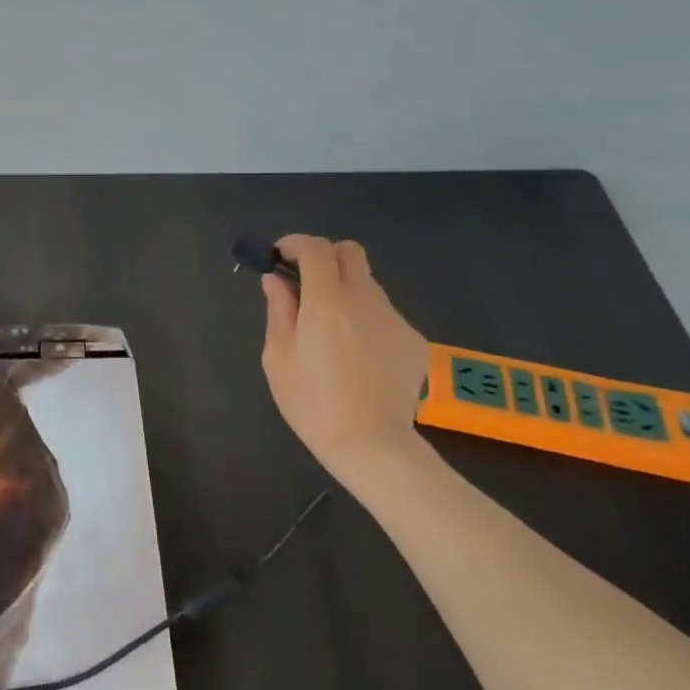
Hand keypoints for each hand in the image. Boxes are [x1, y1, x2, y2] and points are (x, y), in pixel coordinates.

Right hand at [260, 235, 433, 484]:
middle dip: (325, 257)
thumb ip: (279, 310)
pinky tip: (358, 356)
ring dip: (345, 292)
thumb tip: (276, 280)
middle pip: (350, 253)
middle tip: (307, 284)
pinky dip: (366, 320)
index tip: (280, 257)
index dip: (295, 244)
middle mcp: (365, 300)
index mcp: (327, 301)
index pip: (315, 248)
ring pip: (368, 285)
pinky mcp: (413, 340)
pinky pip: (384, 315)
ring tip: (331, 331)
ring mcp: (394, 319)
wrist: (371, 445)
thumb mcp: (278, 356)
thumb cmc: (311, 402)